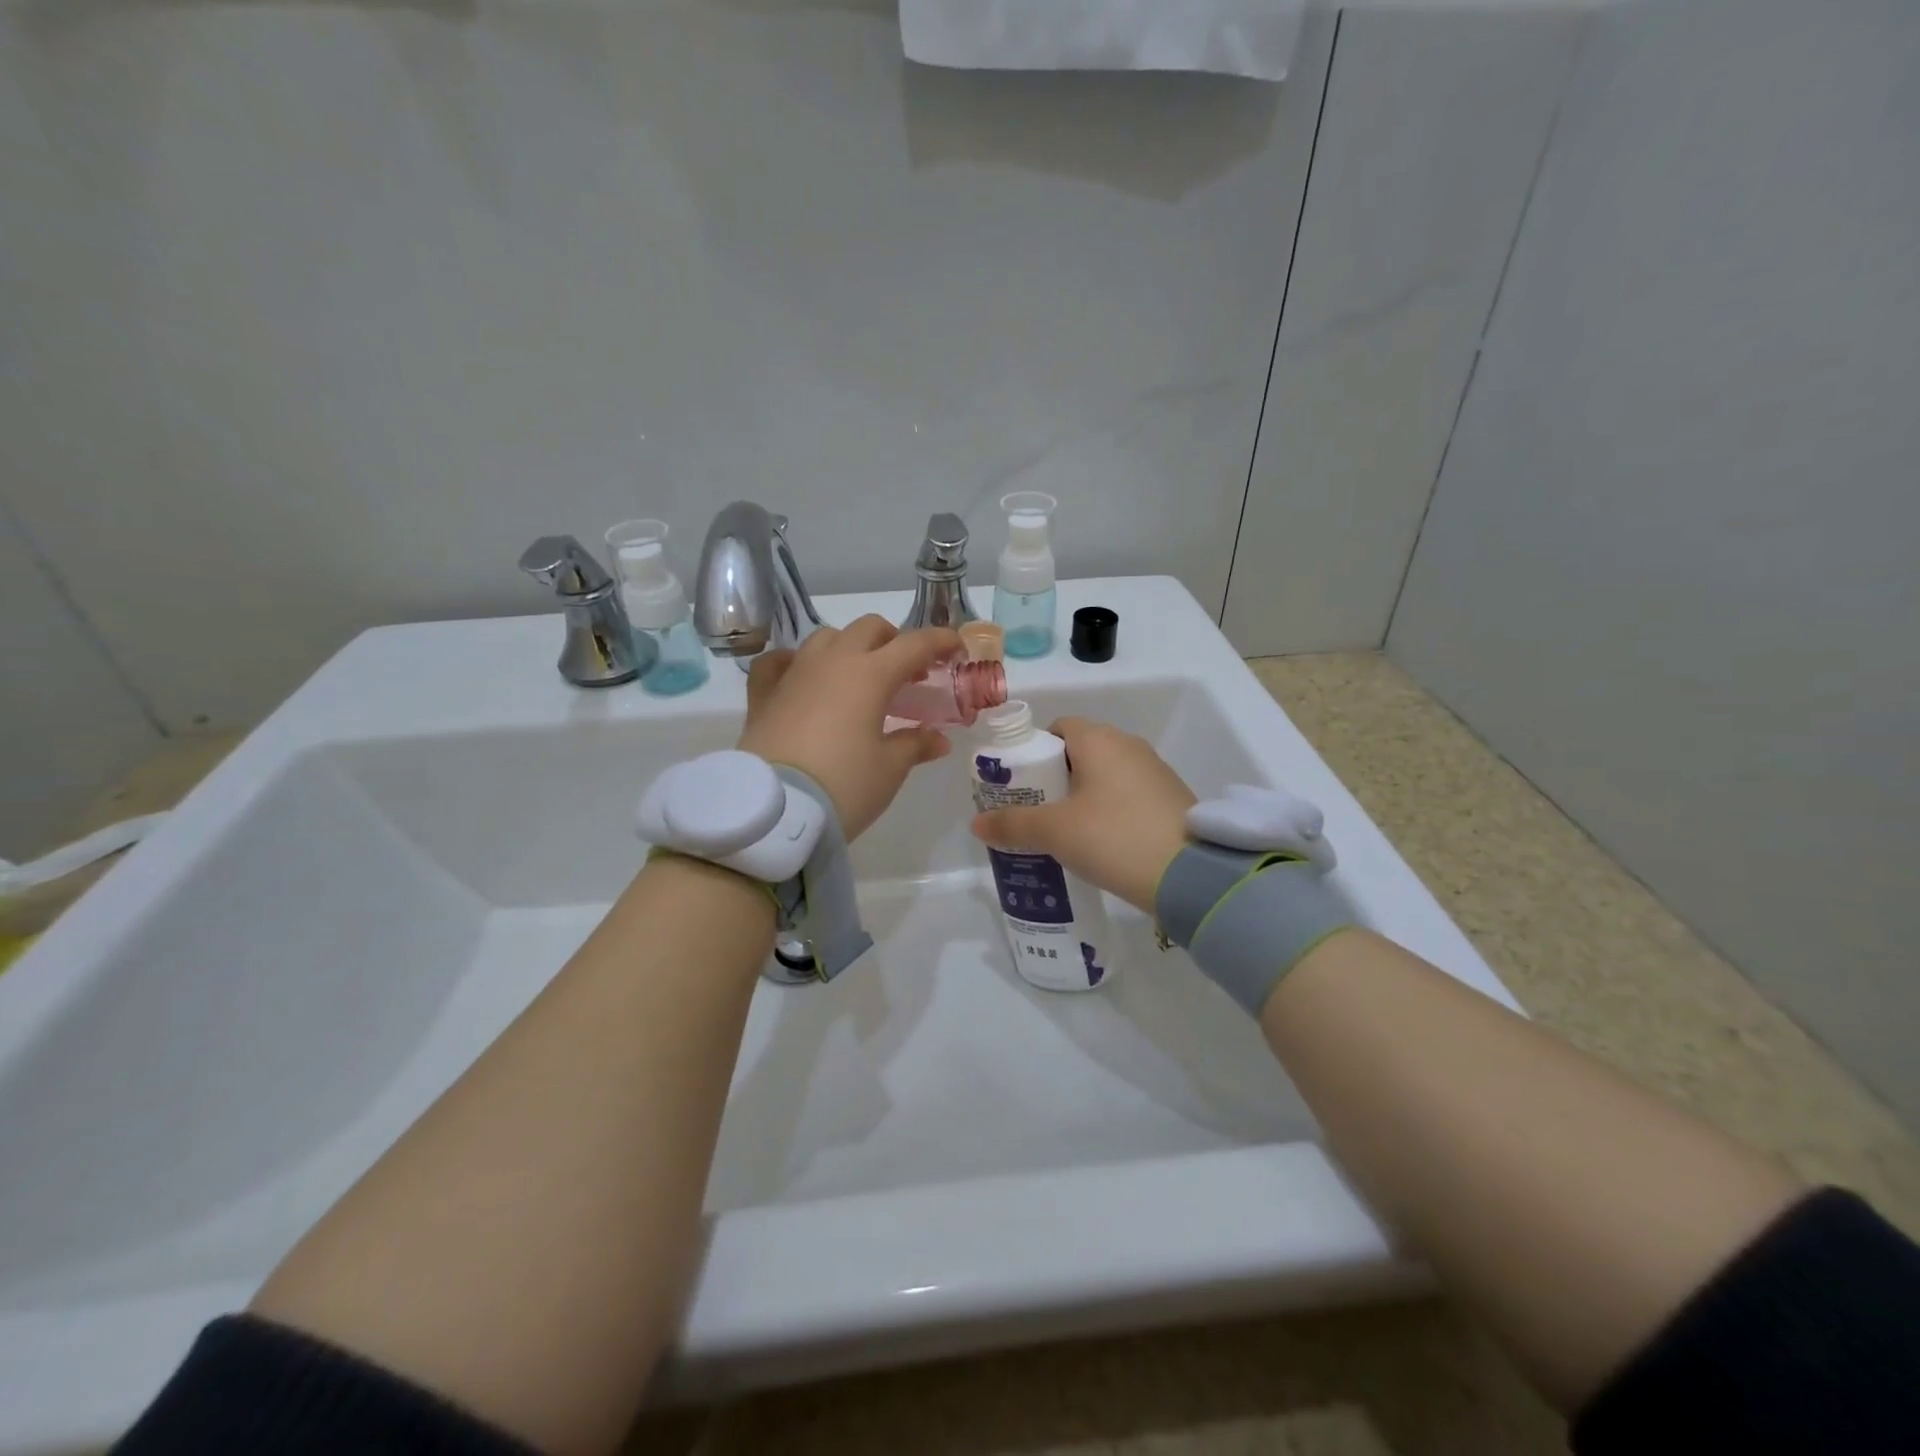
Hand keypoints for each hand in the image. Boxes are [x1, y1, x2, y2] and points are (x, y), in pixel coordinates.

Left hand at [738, 616, 961, 840]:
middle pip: (869, 629)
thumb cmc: (843, 785)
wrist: (774, 811)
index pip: (914, 644)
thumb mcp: (889, 769)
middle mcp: (831, 662)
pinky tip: (802, 678)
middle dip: (894, 642)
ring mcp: (793, 673)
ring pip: (826, 638)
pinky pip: (779, 661)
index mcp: (870, 674)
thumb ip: (914, 745)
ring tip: (859, 678)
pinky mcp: (763, 694)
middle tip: (908, 673)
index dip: (940, 642)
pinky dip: (795, 662)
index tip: (957, 651)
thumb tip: (938, 739)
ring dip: (850, 648)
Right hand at [971, 717, 1195, 912]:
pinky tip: (1101, 843)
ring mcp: (1155, 772)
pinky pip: (1128, 796)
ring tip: (1064, 833)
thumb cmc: (1113, 837)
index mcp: (1099, 739)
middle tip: (1036, 813)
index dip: (1034, 751)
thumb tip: (977, 823)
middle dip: (1055, 779)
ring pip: (1106, 776)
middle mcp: (1129, 746)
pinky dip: (1110, 811)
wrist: (1191, 874)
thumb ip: (1013, 824)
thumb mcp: (1055, 832)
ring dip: (1084, 797)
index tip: (1021, 784)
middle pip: (1081, 753)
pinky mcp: (1172, 799)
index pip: (1058, 728)